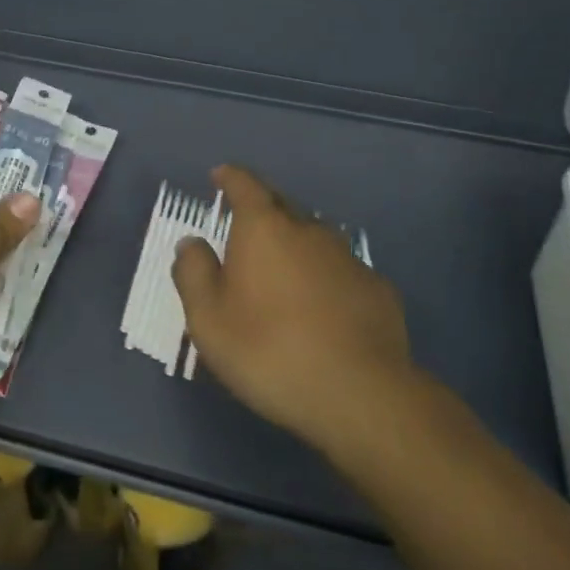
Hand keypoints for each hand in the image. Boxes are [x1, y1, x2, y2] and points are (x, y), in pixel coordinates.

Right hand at [173, 165, 415, 453]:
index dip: (230, 177)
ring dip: (296, 243)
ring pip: (315, 237)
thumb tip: (191, 242)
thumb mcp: (208, 319)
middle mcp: (308, 230)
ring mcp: (348, 258)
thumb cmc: (268, 351)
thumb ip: (193, 273)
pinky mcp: (377, 288)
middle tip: (245, 226)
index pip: (245, 185)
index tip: (220, 174)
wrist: (358, 394)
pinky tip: (322, 306)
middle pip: (282, 205)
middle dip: (262, 207)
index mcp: (264, 229)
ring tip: (283, 269)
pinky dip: (325, 276)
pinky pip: (341, 270)